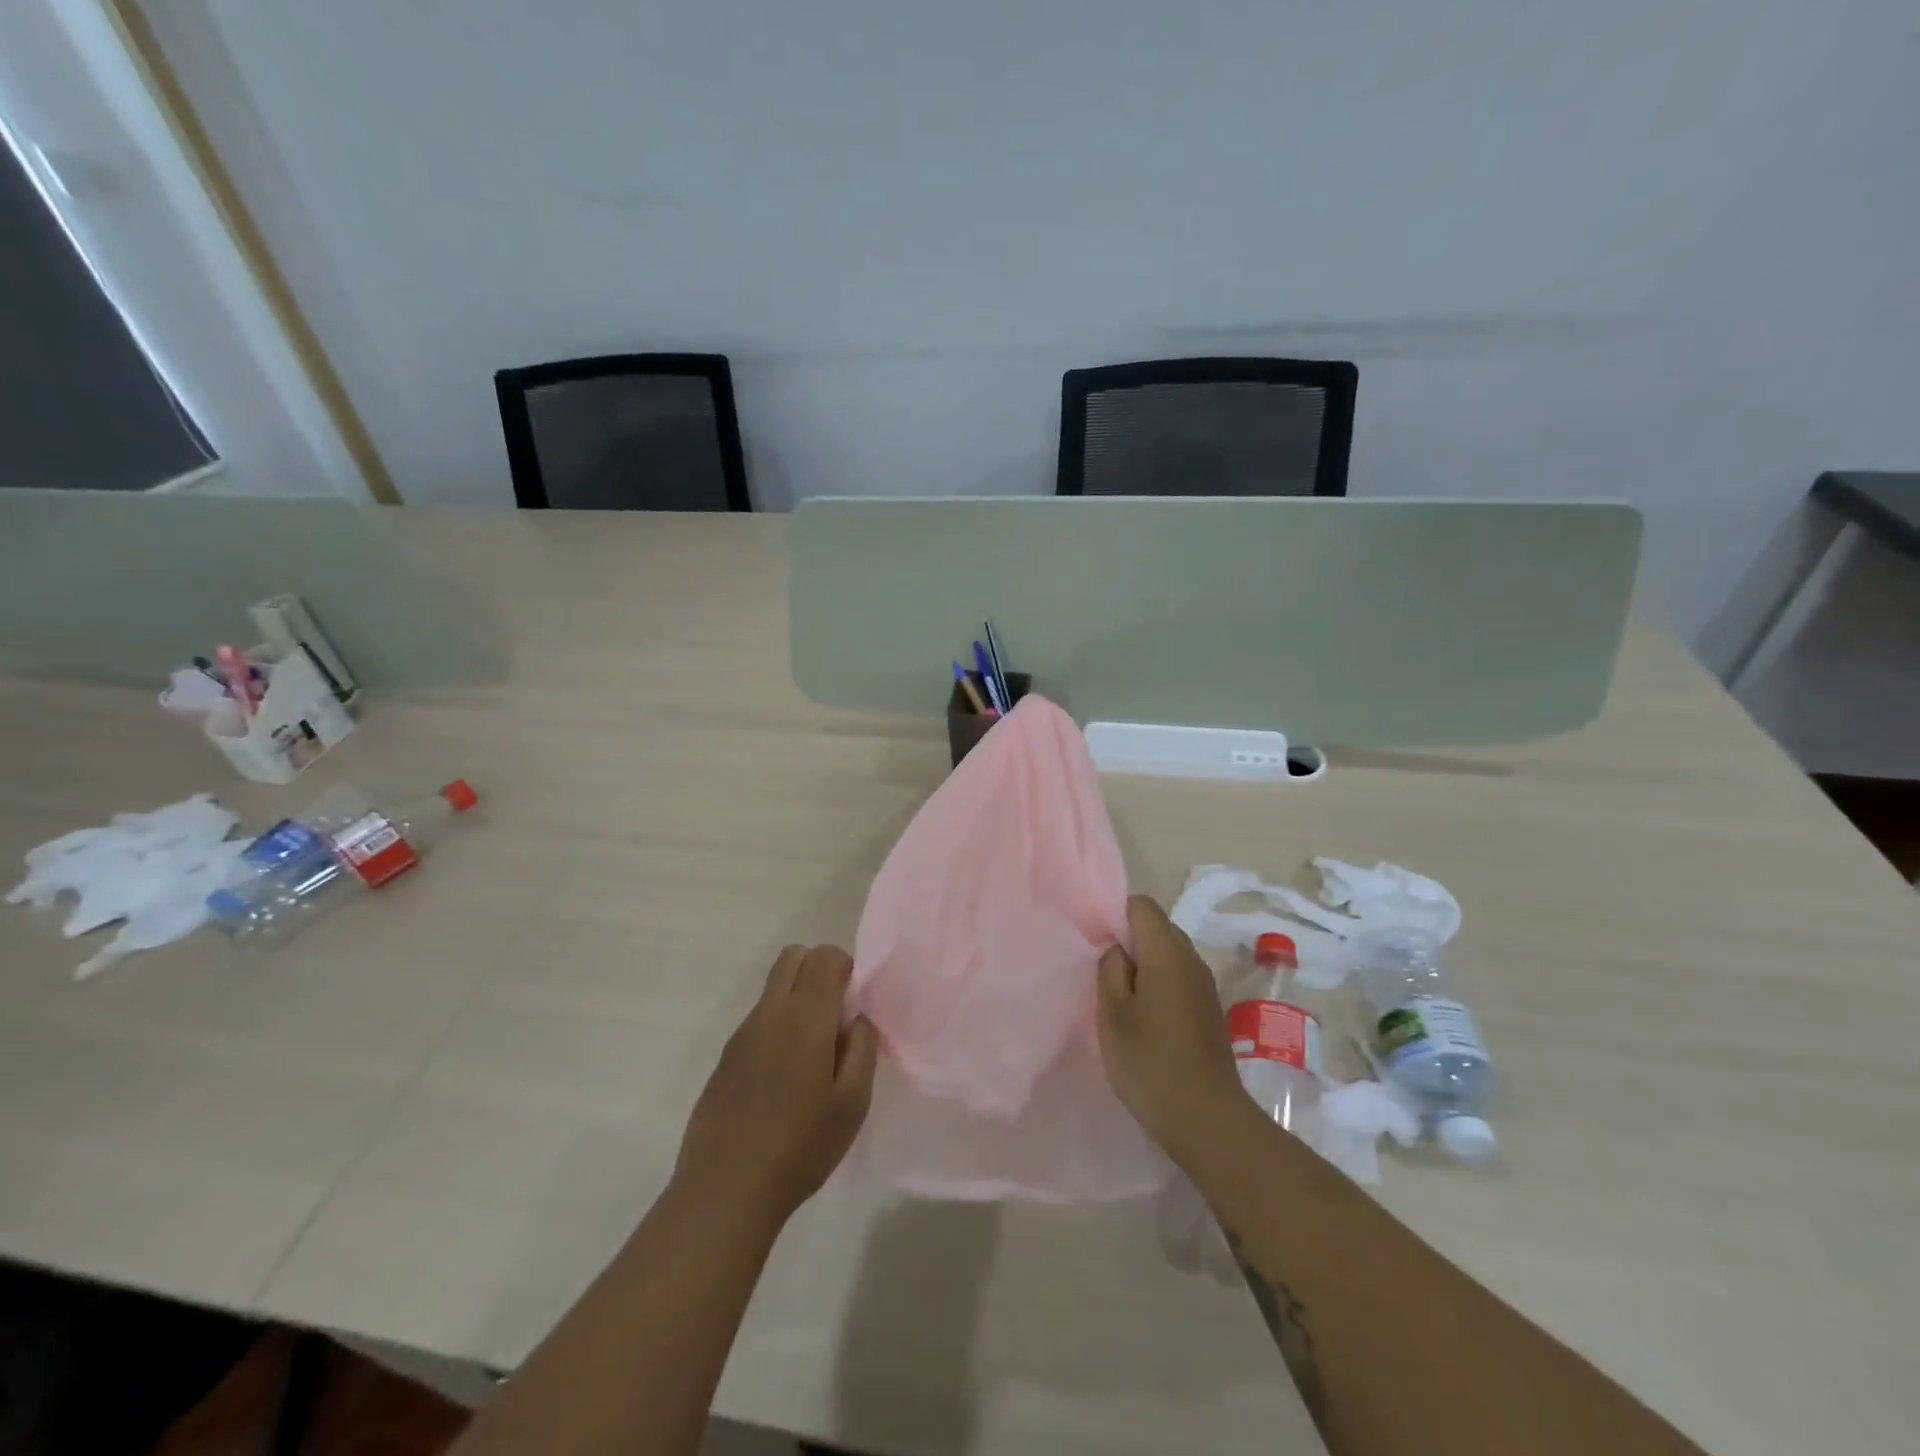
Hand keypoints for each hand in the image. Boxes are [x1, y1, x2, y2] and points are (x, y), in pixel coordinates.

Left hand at [674, 944, 878, 1232]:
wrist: (724, 1192)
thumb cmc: (800, 1147)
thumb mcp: (853, 1103)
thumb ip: (862, 1048)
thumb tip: (856, 1019)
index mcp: (805, 1017)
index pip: (825, 955)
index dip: (846, 969)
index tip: (854, 1008)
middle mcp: (769, 1013)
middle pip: (793, 956)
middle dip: (819, 972)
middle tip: (835, 1020)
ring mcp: (741, 1034)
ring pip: (774, 988)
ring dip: (797, 1000)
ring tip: (810, 1059)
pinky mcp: (725, 1058)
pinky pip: (758, 1020)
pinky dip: (777, 1028)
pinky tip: (782, 1082)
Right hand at [1097, 895, 1245, 1170]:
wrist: (1207, 1120)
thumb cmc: (1150, 1062)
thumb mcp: (1113, 1014)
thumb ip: (1110, 969)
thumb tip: (1117, 949)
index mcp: (1167, 952)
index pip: (1141, 906)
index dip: (1115, 915)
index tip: (1095, 943)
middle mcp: (1191, 959)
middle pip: (1157, 927)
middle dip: (1128, 941)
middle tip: (1101, 972)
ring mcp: (1204, 985)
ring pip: (1168, 954)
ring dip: (1143, 966)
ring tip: (1119, 998)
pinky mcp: (1209, 1009)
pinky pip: (1178, 978)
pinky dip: (1158, 985)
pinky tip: (1143, 1018)